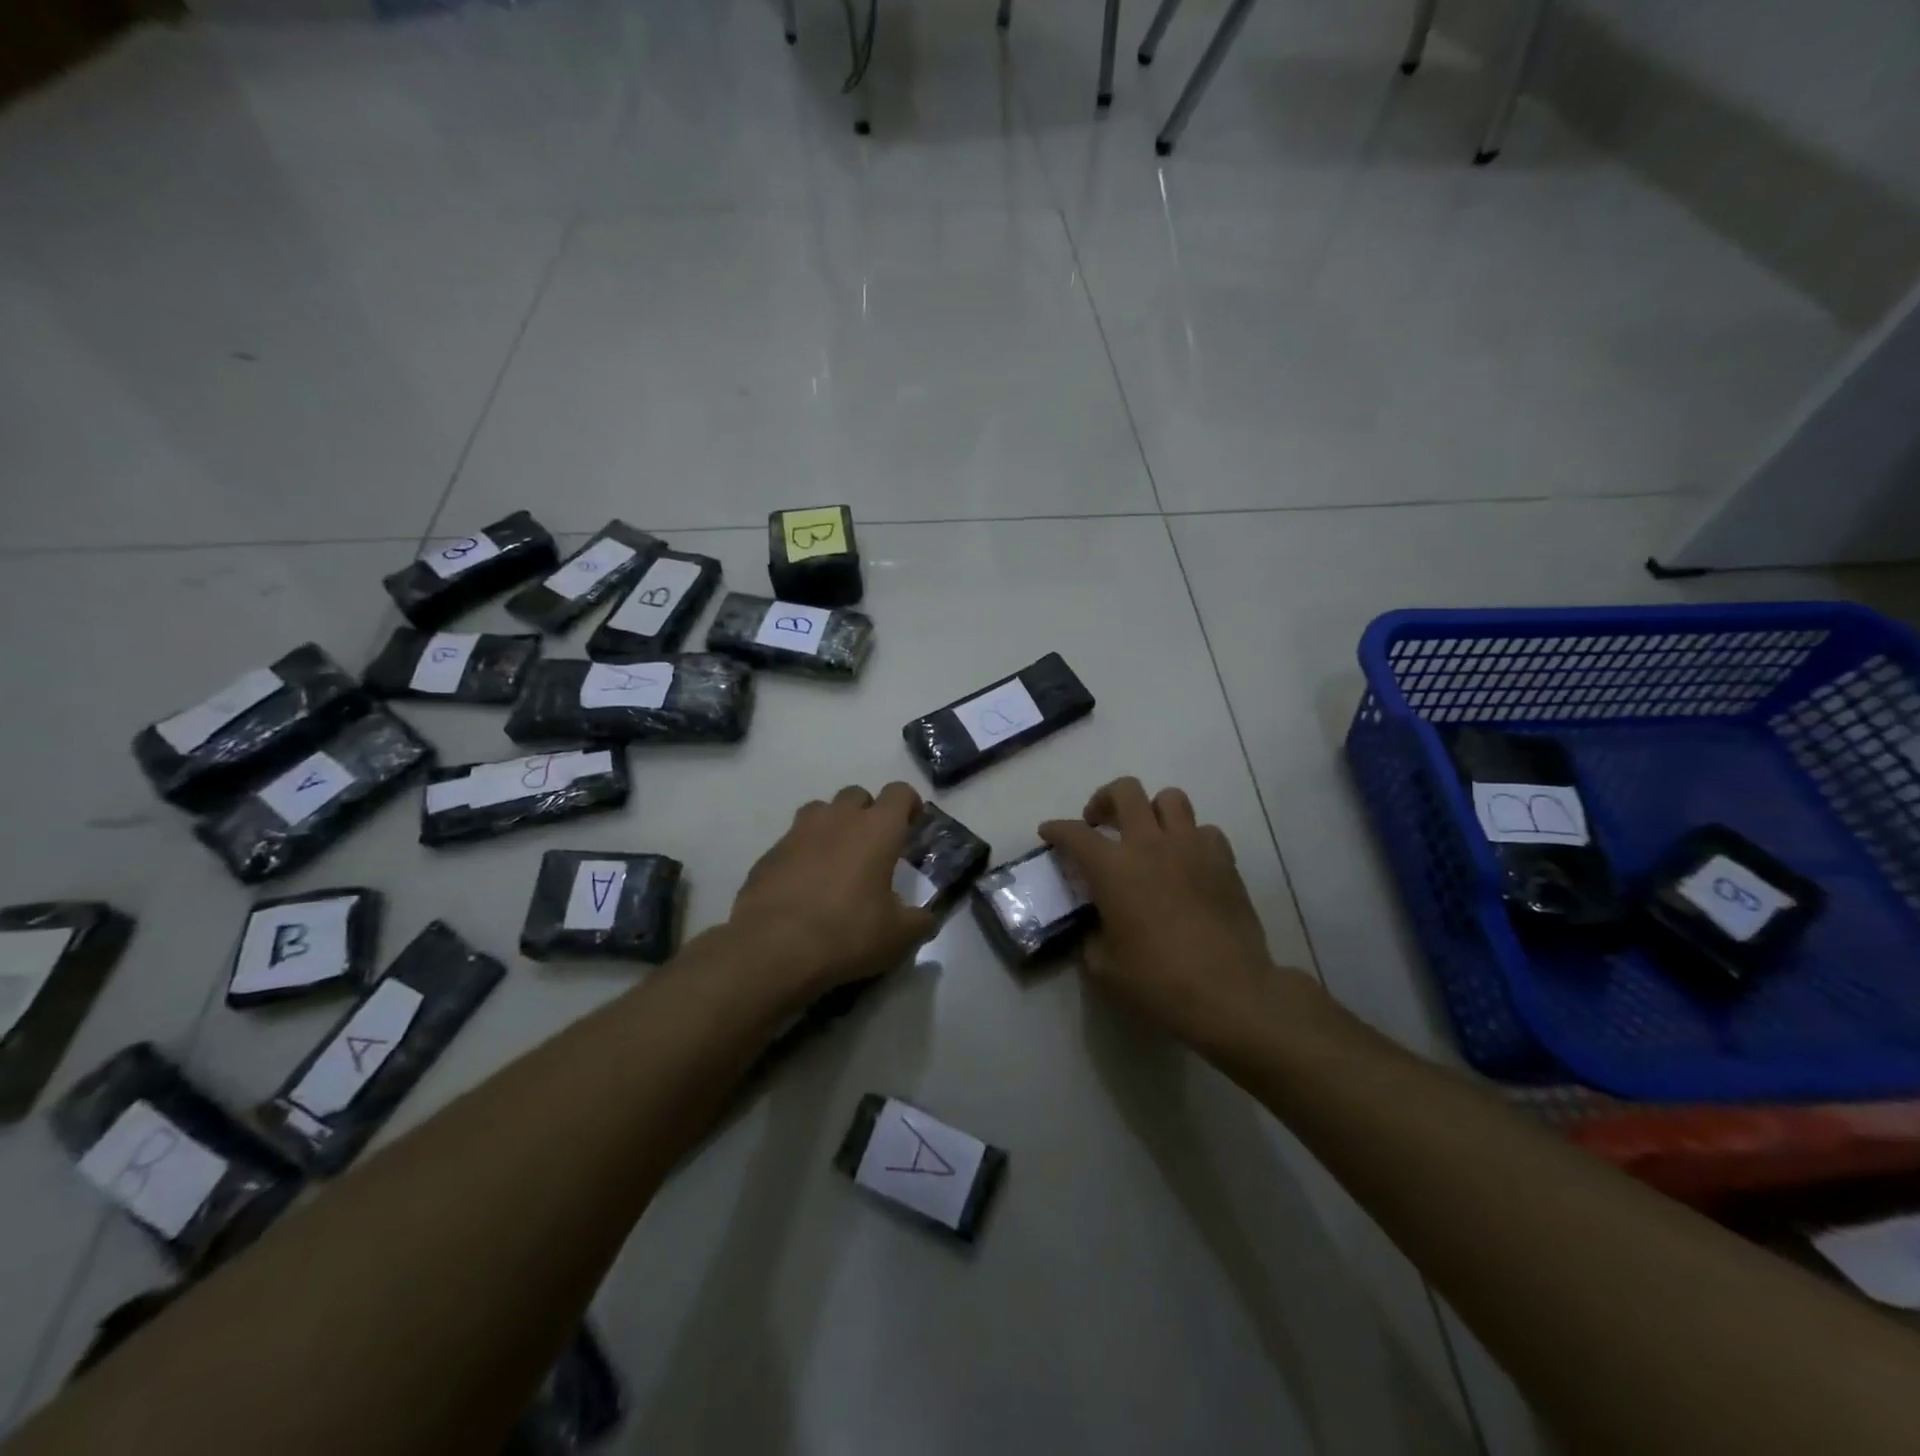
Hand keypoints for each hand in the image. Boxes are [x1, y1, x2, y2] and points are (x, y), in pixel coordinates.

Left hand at [729, 782, 937, 999]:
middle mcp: (837, 819)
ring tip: (837, 861)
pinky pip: (793, 842)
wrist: (773, 949)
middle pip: (857, 795)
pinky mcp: (769, 854)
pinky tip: (804, 887)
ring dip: (833, 827)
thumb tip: (927, 917)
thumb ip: (920, 921)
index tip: (913, 825)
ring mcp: (798, 832)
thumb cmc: (847, 934)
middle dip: (868, 813)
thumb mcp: (899, 937)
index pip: (899, 792)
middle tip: (874, 847)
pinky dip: (803, 854)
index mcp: (876, 829)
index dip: (909, 804)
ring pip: (820, 812)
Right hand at [1041, 777, 1313, 1051]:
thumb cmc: (1158, 981)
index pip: (1074, 833)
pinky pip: (1205, 830)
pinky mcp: (1224, 861)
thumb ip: (1091, 939)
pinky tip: (1186, 861)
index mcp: (1113, 868)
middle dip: (1105, 800)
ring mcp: (1191, 847)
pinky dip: (1191, 838)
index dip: (1056, 829)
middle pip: (1125, 791)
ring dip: (1152, 810)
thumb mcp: (1104, 969)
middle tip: (1100, 823)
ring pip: (1170, 798)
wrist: (1229, 993)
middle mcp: (1149, 844)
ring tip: (1148, 834)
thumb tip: (1095, 929)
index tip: (1048, 832)